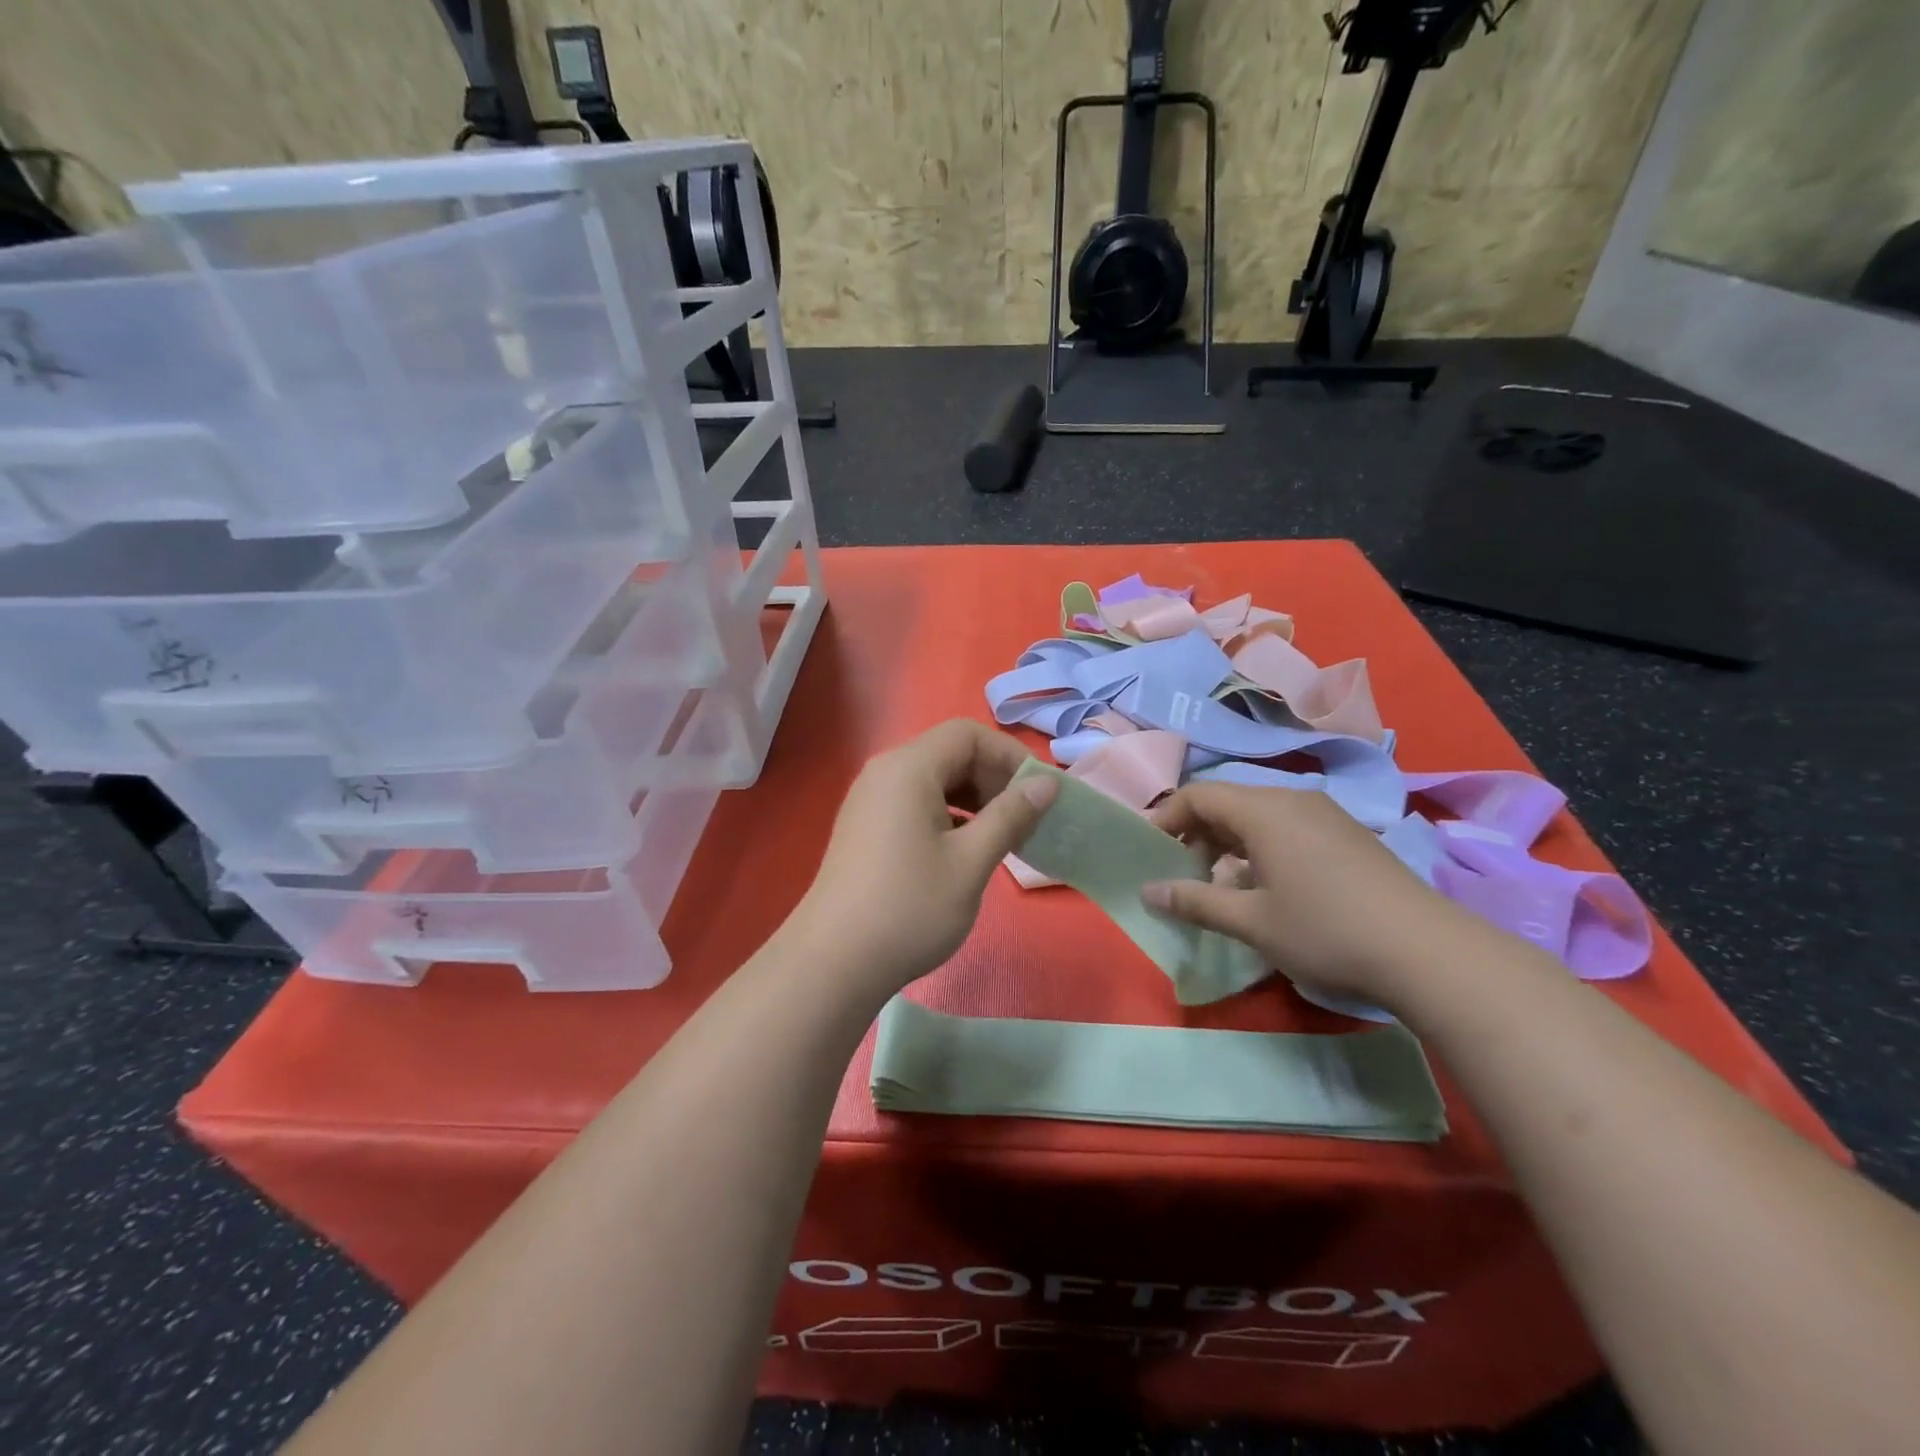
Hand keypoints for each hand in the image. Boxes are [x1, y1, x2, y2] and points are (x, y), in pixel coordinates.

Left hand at [792, 720, 1057, 994]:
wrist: (833, 963)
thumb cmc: (909, 908)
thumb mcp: (971, 862)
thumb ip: (1011, 816)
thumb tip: (1047, 784)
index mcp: (908, 768)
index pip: (968, 735)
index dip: (1010, 755)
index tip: (1039, 792)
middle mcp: (885, 772)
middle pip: (950, 753)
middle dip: (994, 778)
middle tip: (1026, 818)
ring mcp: (870, 800)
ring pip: (934, 780)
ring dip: (974, 798)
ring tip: (1003, 836)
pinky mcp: (865, 827)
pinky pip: (915, 802)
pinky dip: (949, 815)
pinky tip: (966, 850)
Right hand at [1142, 782, 1474, 1008]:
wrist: (1428, 953)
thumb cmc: (1326, 931)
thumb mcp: (1251, 922)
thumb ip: (1194, 902)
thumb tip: (1148, 891)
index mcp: (1264, 810)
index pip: (1198, 795)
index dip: (1166, 819)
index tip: (1149, 853)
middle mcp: (1293, 799)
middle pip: (1228, 801)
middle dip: (1196, 833)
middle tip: (1182, 874)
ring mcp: (1326, 815)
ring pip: (1258, 815)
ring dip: (1228, 842)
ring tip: (1220, 883)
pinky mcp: (1348, 835)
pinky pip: (1287, 826)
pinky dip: (1260, 847)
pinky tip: (1268, 887)